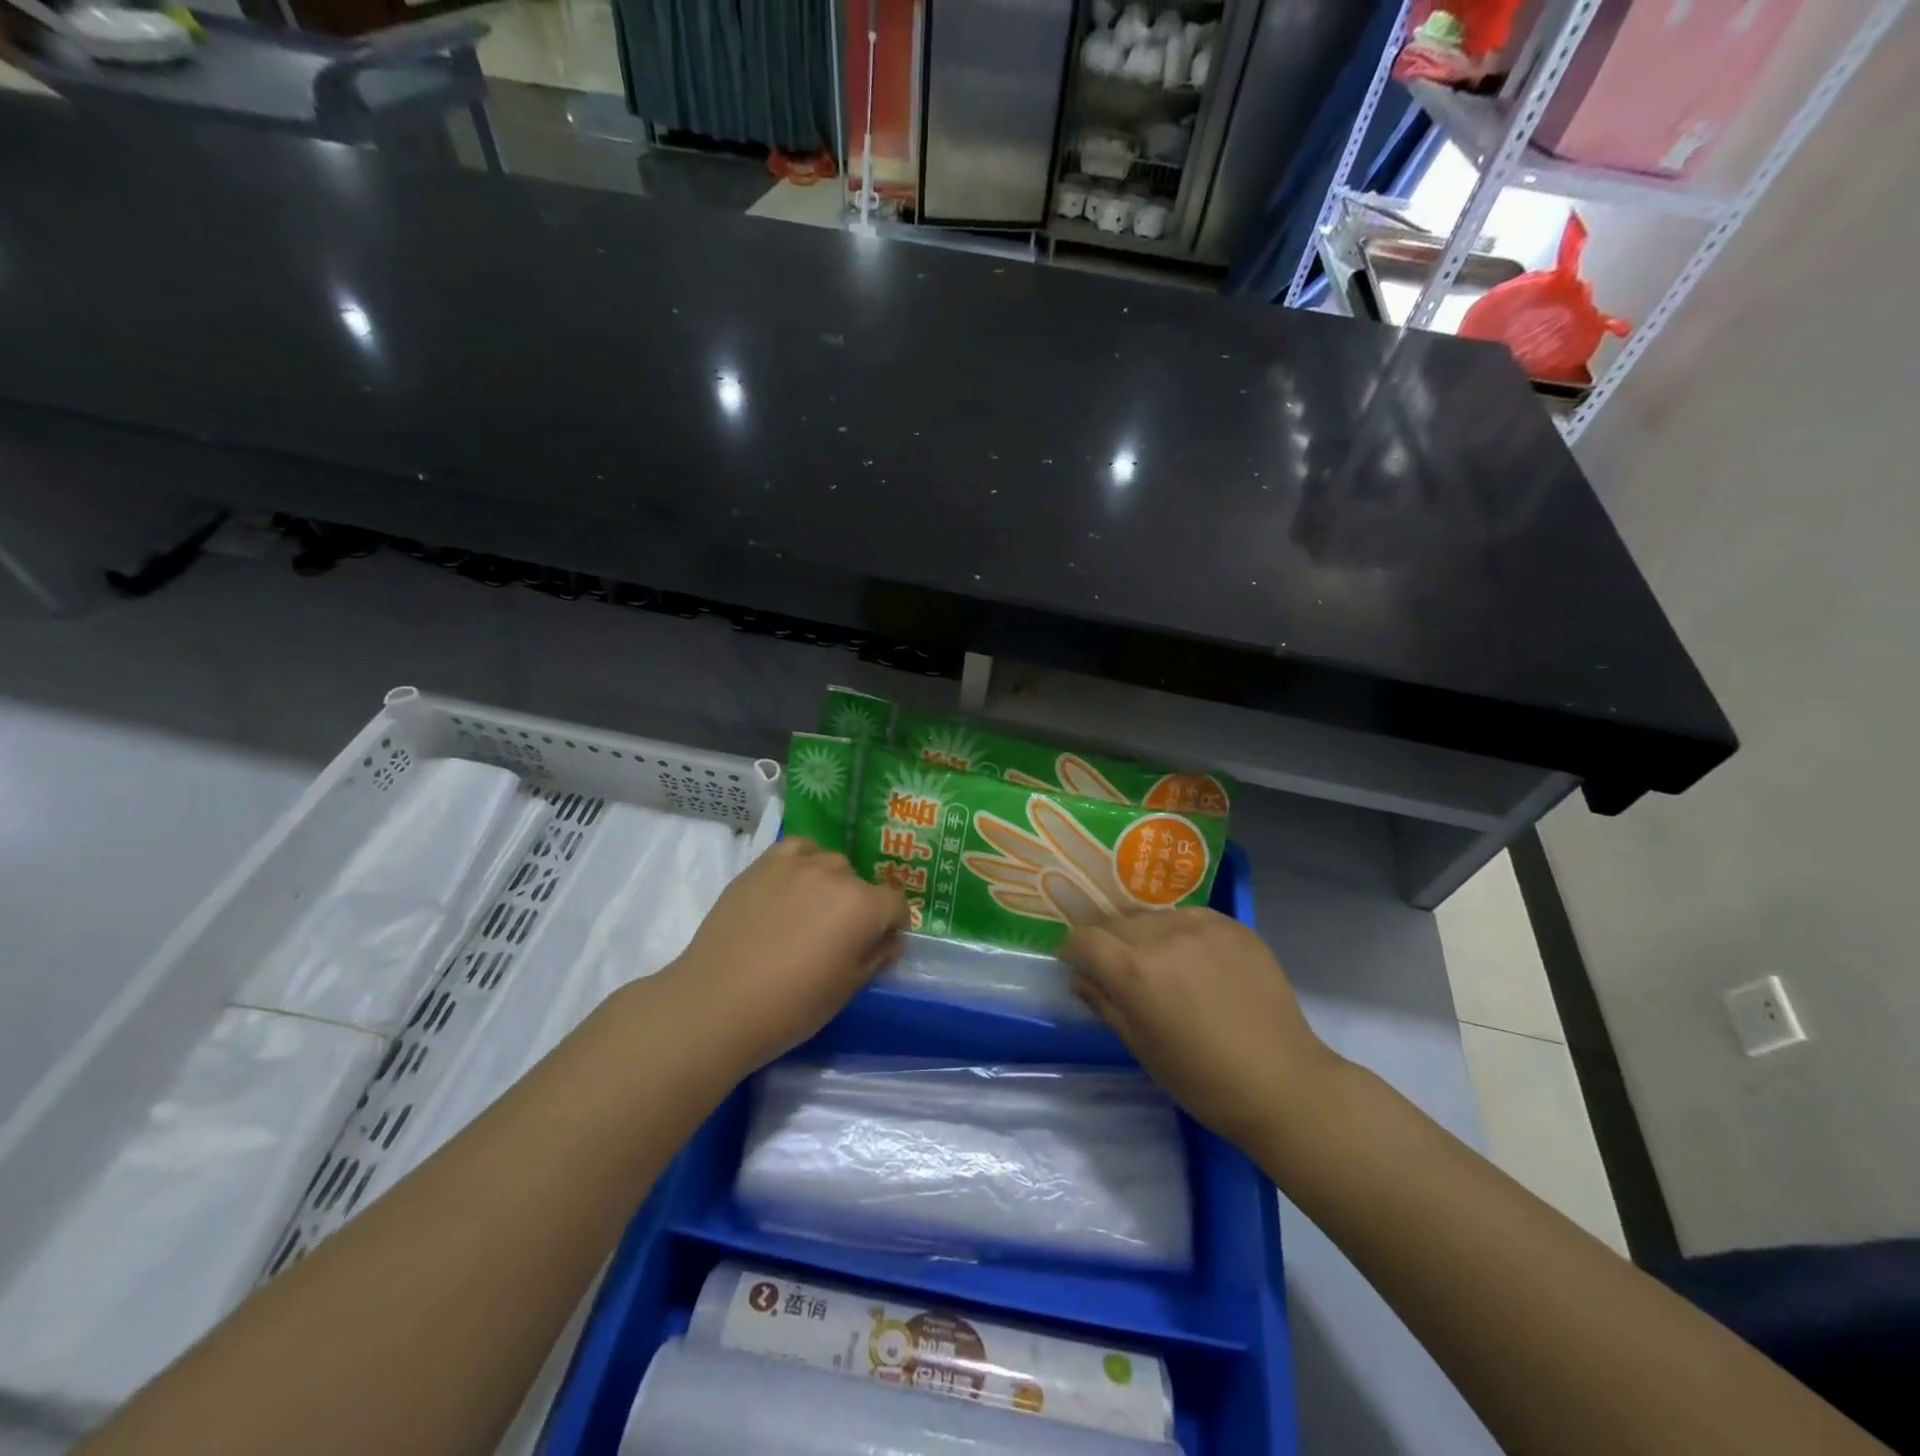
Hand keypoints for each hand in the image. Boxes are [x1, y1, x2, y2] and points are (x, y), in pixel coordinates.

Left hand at [655, 837, 909, 1074]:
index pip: (895, 904)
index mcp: (864, 907)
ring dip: (830, 885)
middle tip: (835, 937)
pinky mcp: (764, 862)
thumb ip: (877, 956)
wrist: (717, 1003)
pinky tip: (790, 887)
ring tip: (807, 913)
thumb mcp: (847, 989)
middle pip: (861, 884)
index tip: (877, 945)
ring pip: (830, 864)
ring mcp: (798, 863)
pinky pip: (798, 849)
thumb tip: (890, 939)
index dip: (891, 926)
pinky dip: (802, 863)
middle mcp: (837, 874)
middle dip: (858, 907)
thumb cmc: (790, 1006)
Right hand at [1060, 908, 1341, 1149]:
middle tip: (1123, 974)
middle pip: (1117, 924)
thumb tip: (1080, 977)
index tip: (1079, 966)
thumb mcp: (1141, 1047)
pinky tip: (1197, 962)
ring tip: (1165, 967)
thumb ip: (1104, 1003)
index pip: (1084, 939)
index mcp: (1135, 970)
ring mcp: (1202, 925)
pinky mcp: (1234, 925)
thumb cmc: (1202, 1079)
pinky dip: (1182, 934)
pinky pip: (1190, 917)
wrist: (1282, 1082)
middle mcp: (1163, 935)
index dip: (1074, 952)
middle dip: (1110, 945)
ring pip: (1154, 917)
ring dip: (1147, 936)